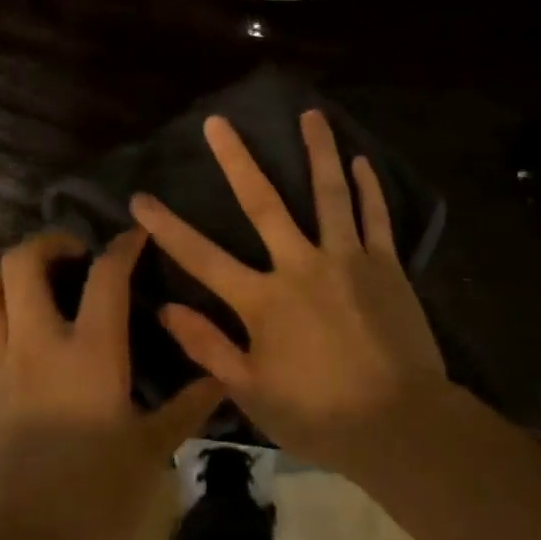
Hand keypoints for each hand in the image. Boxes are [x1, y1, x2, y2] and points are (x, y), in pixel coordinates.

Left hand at [0, 230, 223, 539]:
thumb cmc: (98, 498)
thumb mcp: (153, 449)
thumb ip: (188, 405)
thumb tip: (223, 377)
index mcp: (90, 352)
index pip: (105, 275)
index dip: (123, 245)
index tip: (136, 236)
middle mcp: (39, 345)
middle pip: (21, 264)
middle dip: (48, 242)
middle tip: (78, 253)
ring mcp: (4, 366)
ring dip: (13, 272)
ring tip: (46, 281)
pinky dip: (3, 310)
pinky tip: (34, 329)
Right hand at [130, 110, 448, 475]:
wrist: (400, 424)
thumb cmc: (320, 415)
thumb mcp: (253, 392)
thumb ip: (209, 347)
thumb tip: (166, 307)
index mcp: (263, 300)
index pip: (202, 257)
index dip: (167, 227)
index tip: (140, 198)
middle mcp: (301, 265)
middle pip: (264, 203)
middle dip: (236, 160)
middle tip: (218, 122)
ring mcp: (347, 259)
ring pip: (329, 193)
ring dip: (319, 151)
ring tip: (311, 114)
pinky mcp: (385, 265)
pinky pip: (375, 218)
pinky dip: (369, 188)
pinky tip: (361, 161)